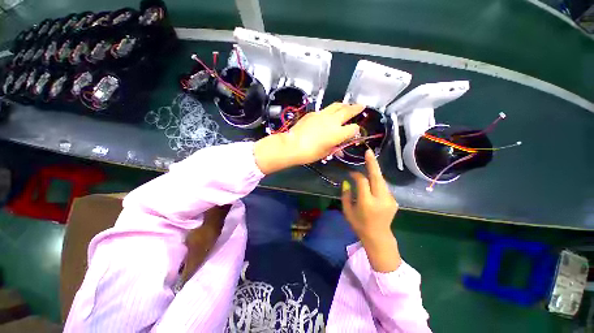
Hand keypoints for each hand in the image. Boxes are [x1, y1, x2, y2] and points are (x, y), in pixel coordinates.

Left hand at [254, 103, 363, 173]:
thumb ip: (335, 148)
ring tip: (347, 105)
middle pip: (348, 111)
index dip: (355, 131)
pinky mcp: (313, 113)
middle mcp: (333, 121)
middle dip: (356, 108)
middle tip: (361, 106)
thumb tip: (340, 148)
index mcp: (338, 133)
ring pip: (337, 106)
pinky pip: (324, 110)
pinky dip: (329, 111)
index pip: (353, 129)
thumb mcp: (325, 153)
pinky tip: (327, 115)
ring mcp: (322, 115)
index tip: (354, 133)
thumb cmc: (310, 153)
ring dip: (344, 105)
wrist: (293, 145)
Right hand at [342, 149, 401, 272]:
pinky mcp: (393, 201)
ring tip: (369, 164)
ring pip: (381, 181)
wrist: (378, 237)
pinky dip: (377, 182)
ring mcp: (390, 200)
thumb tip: (347, 182)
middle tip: (368, 152)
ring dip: (374, 173)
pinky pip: (383, 187)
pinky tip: (372, 183)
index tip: (351, 173)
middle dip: (372, 163)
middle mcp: (380, 199)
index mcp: (367, 203)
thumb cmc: (359, 225)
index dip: (356, 175)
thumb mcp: (347, 211)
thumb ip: (346, 195)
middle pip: (377, 177)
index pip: (362, 181)